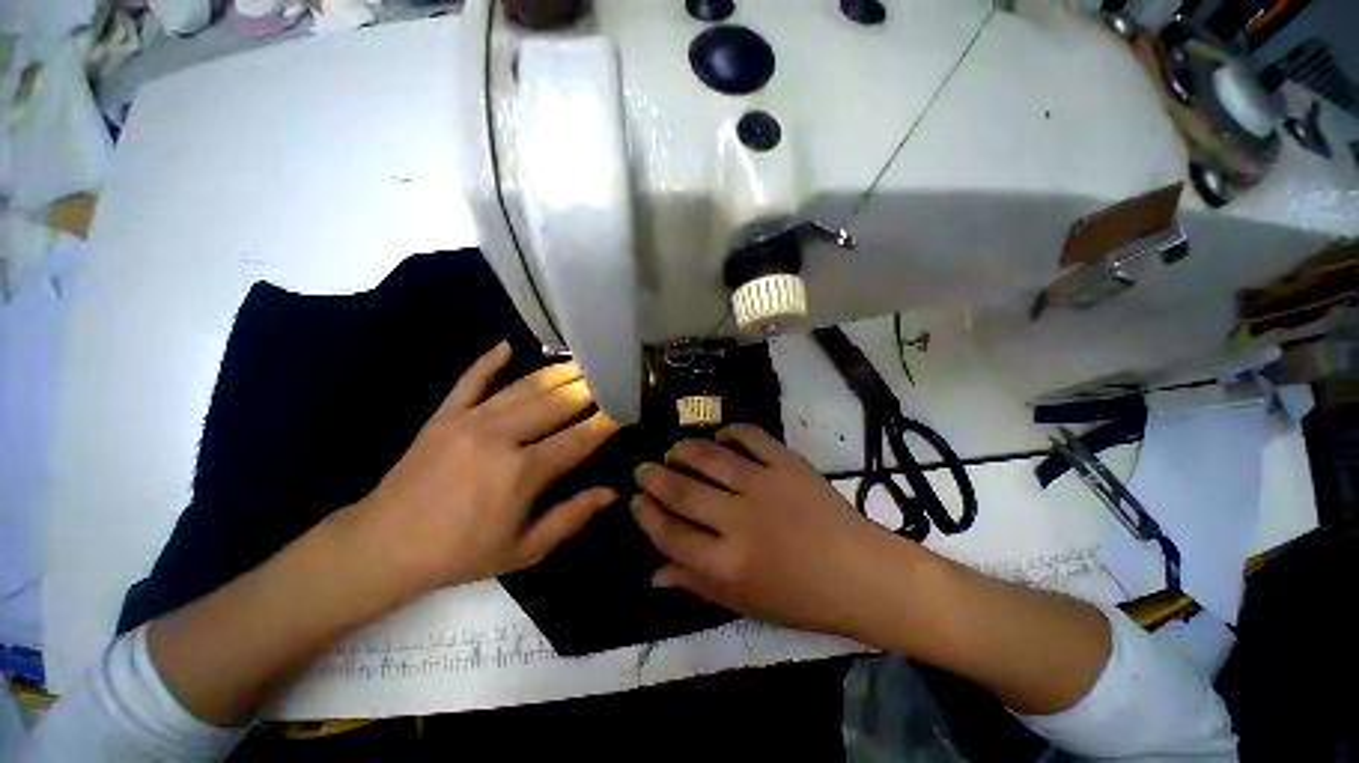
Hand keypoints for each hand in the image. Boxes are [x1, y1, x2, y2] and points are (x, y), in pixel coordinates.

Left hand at [346, 342, 619, 597]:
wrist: (383, 547)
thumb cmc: (461, 554)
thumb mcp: (524, 550)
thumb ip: (571, 517)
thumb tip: (612, 492)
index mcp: (523, 472)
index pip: (579, 438)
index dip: (606, 422)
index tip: (626, 406)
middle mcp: (501, 437)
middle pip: (557, 403)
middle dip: (589, 389)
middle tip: (610, 375)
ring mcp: (469, 420)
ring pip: (524, 387)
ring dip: (557, 373)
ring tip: (581, 362)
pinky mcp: (444, 414)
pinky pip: (470, 380)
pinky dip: (489, 361)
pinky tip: (506, 345)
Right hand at [630, 424, 892, 636]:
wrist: (861, 574)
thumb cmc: (801, 598)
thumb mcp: (743, 603)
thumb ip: (695, 584)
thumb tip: (652, 571)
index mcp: (727, 563)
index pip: (669, 533)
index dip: (645, 515)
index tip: (634, 501)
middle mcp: (740, 520)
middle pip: (681, 490)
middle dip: (653, 477)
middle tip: (642, 469)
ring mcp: (765, 485)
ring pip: (709, 456)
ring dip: (682, 449)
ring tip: (673, 451)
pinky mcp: (788, 463)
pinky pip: (750, 435)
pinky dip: (730, 431)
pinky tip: (721, 437)